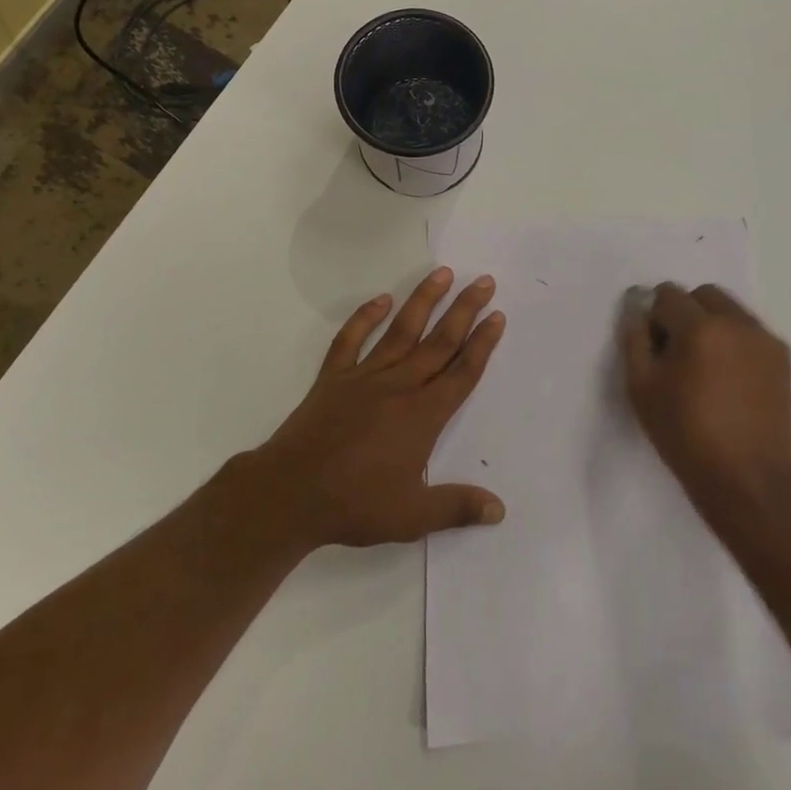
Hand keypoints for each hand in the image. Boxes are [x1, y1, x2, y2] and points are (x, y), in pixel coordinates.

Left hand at [248, 268, 507, 548]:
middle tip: (484, 281)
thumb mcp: (412, 516)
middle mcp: (399, 387)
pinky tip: (380, 300)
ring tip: (442, 273)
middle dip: (465, 310)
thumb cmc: (355, 505)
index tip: (497, 316)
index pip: (462, 372)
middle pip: (439, 342)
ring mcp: (364, 377)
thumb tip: (499, 510)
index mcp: (423, 416)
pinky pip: (351, 340)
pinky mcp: (334, 378)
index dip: (483, 344)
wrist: (291, 494)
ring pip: (401, 331)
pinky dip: (365, 318)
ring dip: (423, 301)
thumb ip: (457, 507)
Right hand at [618, 283, 790, 531]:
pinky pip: (750, 333)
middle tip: (677, 355)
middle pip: (702, 295)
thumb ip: (634, 338)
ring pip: (730, 310)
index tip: (655, 351)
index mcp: (701, 327)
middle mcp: (738, 323)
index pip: (667, 295)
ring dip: (711, 325)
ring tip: (705, 369)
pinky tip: (728, 381)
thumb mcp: (641, 389)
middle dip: (685, 313)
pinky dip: (734, 343)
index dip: (654, 319)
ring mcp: (765, 340)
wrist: (749, 481)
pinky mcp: (783, 359)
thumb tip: (636, 307)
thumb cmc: (686, 436)